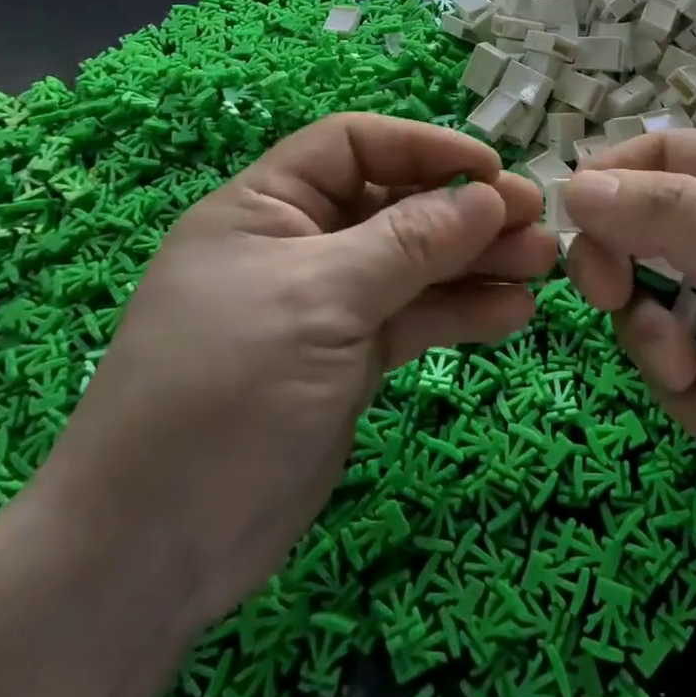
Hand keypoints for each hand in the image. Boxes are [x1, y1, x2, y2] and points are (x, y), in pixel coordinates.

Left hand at [32, 114, 556, 626]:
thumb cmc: (225, 390)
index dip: (425, 148)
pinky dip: (460, 314)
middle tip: (537, 224)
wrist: (154, 550)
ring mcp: (327, 305)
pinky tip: (512, 316)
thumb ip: (410, 243)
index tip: (491, 171)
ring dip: (477, 263)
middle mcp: (300, 245)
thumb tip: (489, 197)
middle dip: (466, 213)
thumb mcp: (321, 299)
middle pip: (396, 206)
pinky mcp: (349, 359)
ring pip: (415, 266)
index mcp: (267, 207)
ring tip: (541, 268)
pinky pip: (414, 319)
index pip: (355, 146)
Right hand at [564, 130, 695, 549]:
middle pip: (637, 234)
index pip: (658, 155)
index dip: (608, 182)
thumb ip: (669, 215)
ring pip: (645, 310)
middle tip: (615, 301)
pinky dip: (693, 398)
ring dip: (660, 350)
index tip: (573, 225)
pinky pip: (673, 372)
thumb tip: (571, 185)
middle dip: (625, 277)